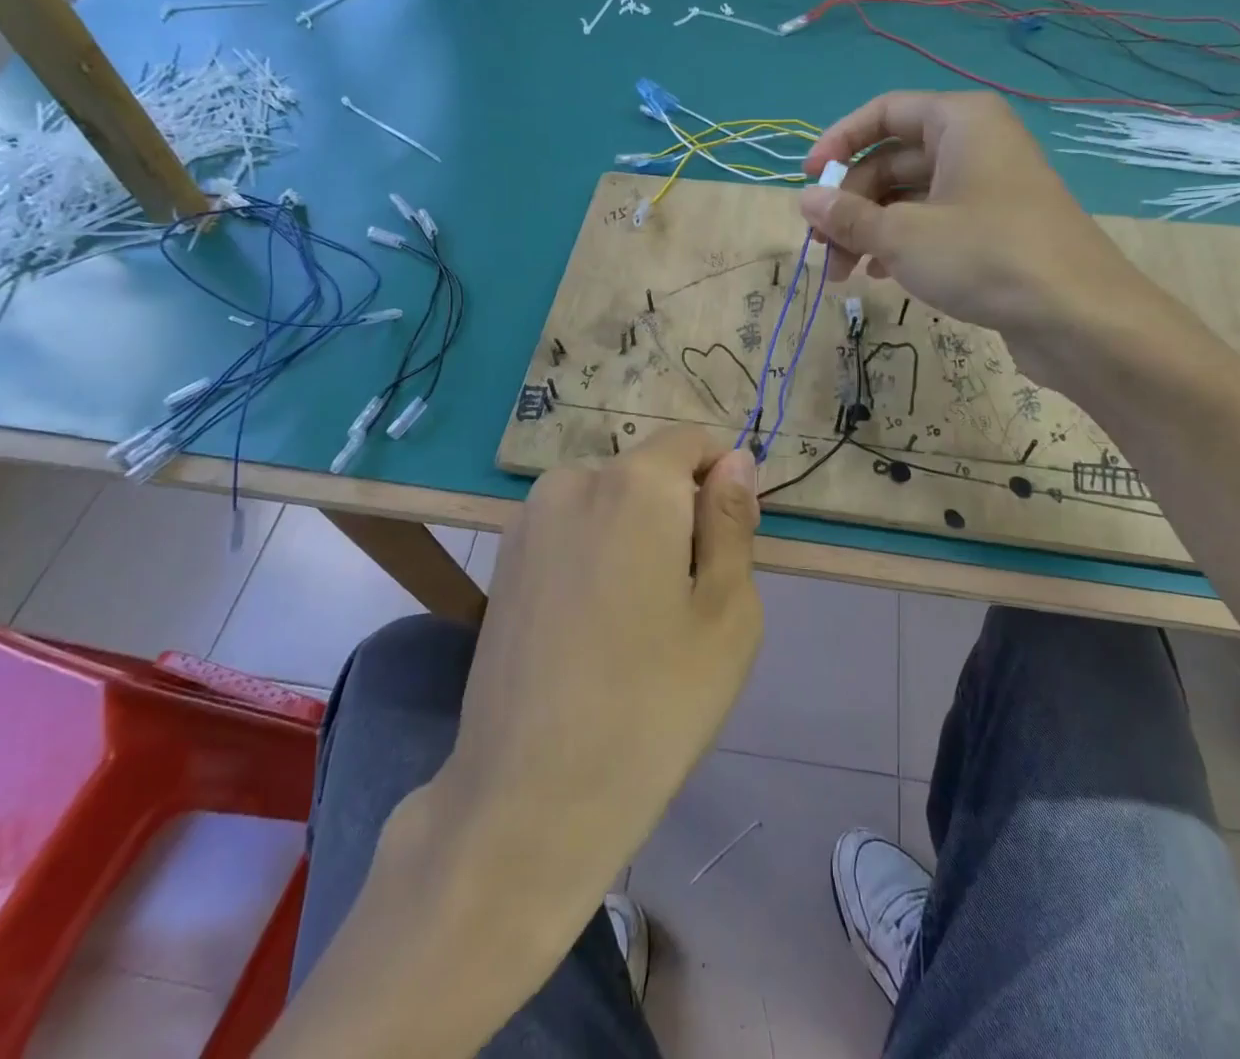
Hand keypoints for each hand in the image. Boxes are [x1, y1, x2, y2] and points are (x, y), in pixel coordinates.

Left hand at [262, 430, 761, 1058]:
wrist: (530, 796)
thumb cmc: (654, 704)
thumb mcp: (726, 612)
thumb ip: (731, 521)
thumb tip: (735, 460)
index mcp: (633, 483)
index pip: (692, 441)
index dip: (722, 482)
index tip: (728, 547)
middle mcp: (572, 481)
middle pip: (648, 473)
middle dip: (677, 513)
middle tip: (685, 602)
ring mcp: (528, 520)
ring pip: (608, 503)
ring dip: (635, 537)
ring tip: (636, 622)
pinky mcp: (504, 560)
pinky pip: (571, 531)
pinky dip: (596, 556)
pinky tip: (593, 629)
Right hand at [799, 91, 1183, 386]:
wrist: (1078, 316)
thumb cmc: (985, 256)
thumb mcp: (903, 236)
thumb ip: (848, 216)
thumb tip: (804, 200)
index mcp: (959, 121)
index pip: (883, 113)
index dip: (838, 143)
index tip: (808, 182)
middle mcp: (976, 144)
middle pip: (892, 160)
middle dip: (851, 205)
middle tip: (823, 250)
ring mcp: (989, 187)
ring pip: (911, 197)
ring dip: (871, 231)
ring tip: (845, 274)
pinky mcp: (996, 228)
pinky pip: (934, 222)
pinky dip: (902, 244)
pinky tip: (881, 275)